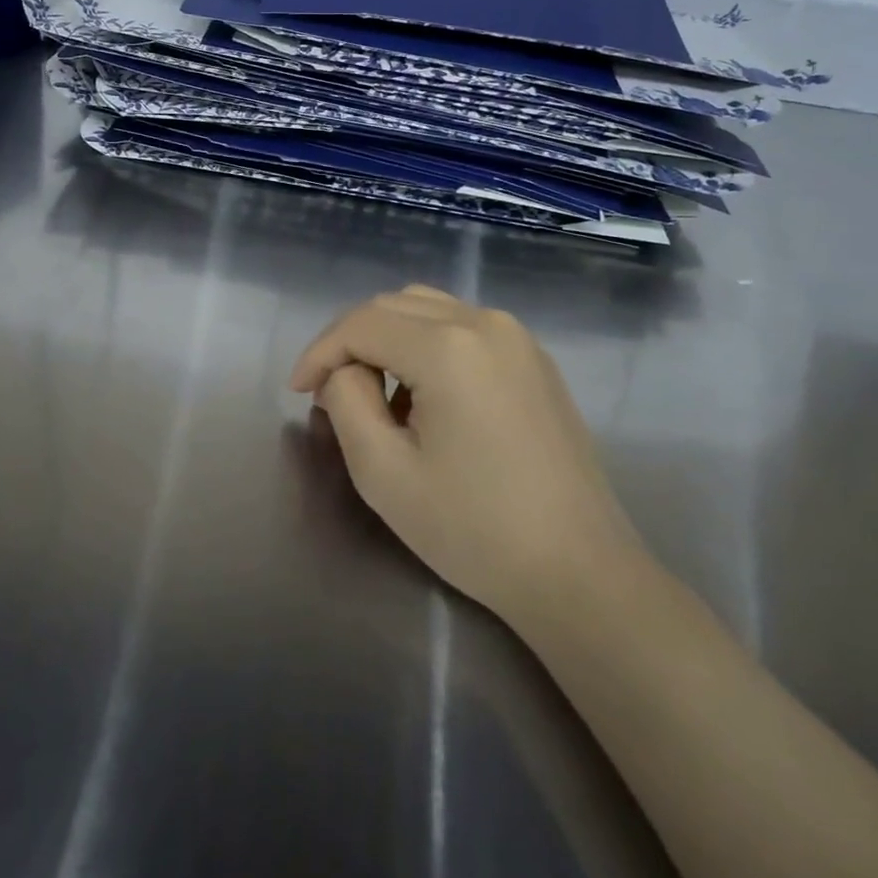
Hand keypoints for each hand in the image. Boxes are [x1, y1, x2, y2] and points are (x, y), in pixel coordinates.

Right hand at [291, 285, 645, 625]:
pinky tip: (425, 395)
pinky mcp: (534, 358)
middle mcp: (485, 322)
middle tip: (329, 392)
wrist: (580, 572)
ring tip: (375, 394)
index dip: (320, 352)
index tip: (298, 392)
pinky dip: (427, 345)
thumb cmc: (475, 529)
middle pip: (394, 306)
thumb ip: (346, 403)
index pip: (361, 324)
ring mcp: (517, 337)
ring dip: (388, 339)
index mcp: (448, 346)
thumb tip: (344, 372)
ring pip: (429, 309)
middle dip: (351, 342)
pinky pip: (464, 328)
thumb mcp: (384, 473)